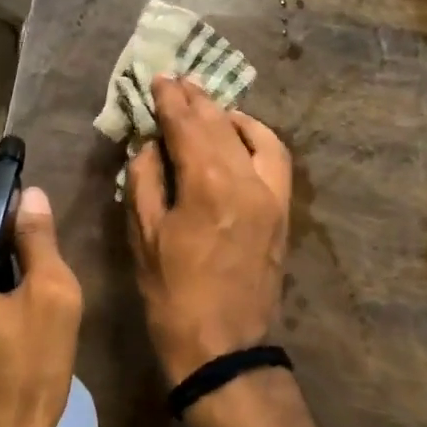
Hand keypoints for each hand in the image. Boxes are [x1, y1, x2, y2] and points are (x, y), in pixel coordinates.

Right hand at [126, 75, 292, 384]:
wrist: (224, 348)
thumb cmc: (172, 294)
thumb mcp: (144, 236)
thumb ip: (145, 179)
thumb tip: (152, 144)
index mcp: (207, 184)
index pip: (186, 124)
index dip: (170, 99)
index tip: (158, 79)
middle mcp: (246, 178)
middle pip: (218, 122)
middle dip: (195, 98)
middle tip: (177, 81)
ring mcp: (271, 193)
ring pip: (251, 134)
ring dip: (226, 113)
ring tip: (206, 103)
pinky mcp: (282, 209)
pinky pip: (275, 157)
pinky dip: (256, 136)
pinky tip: (239, 133)